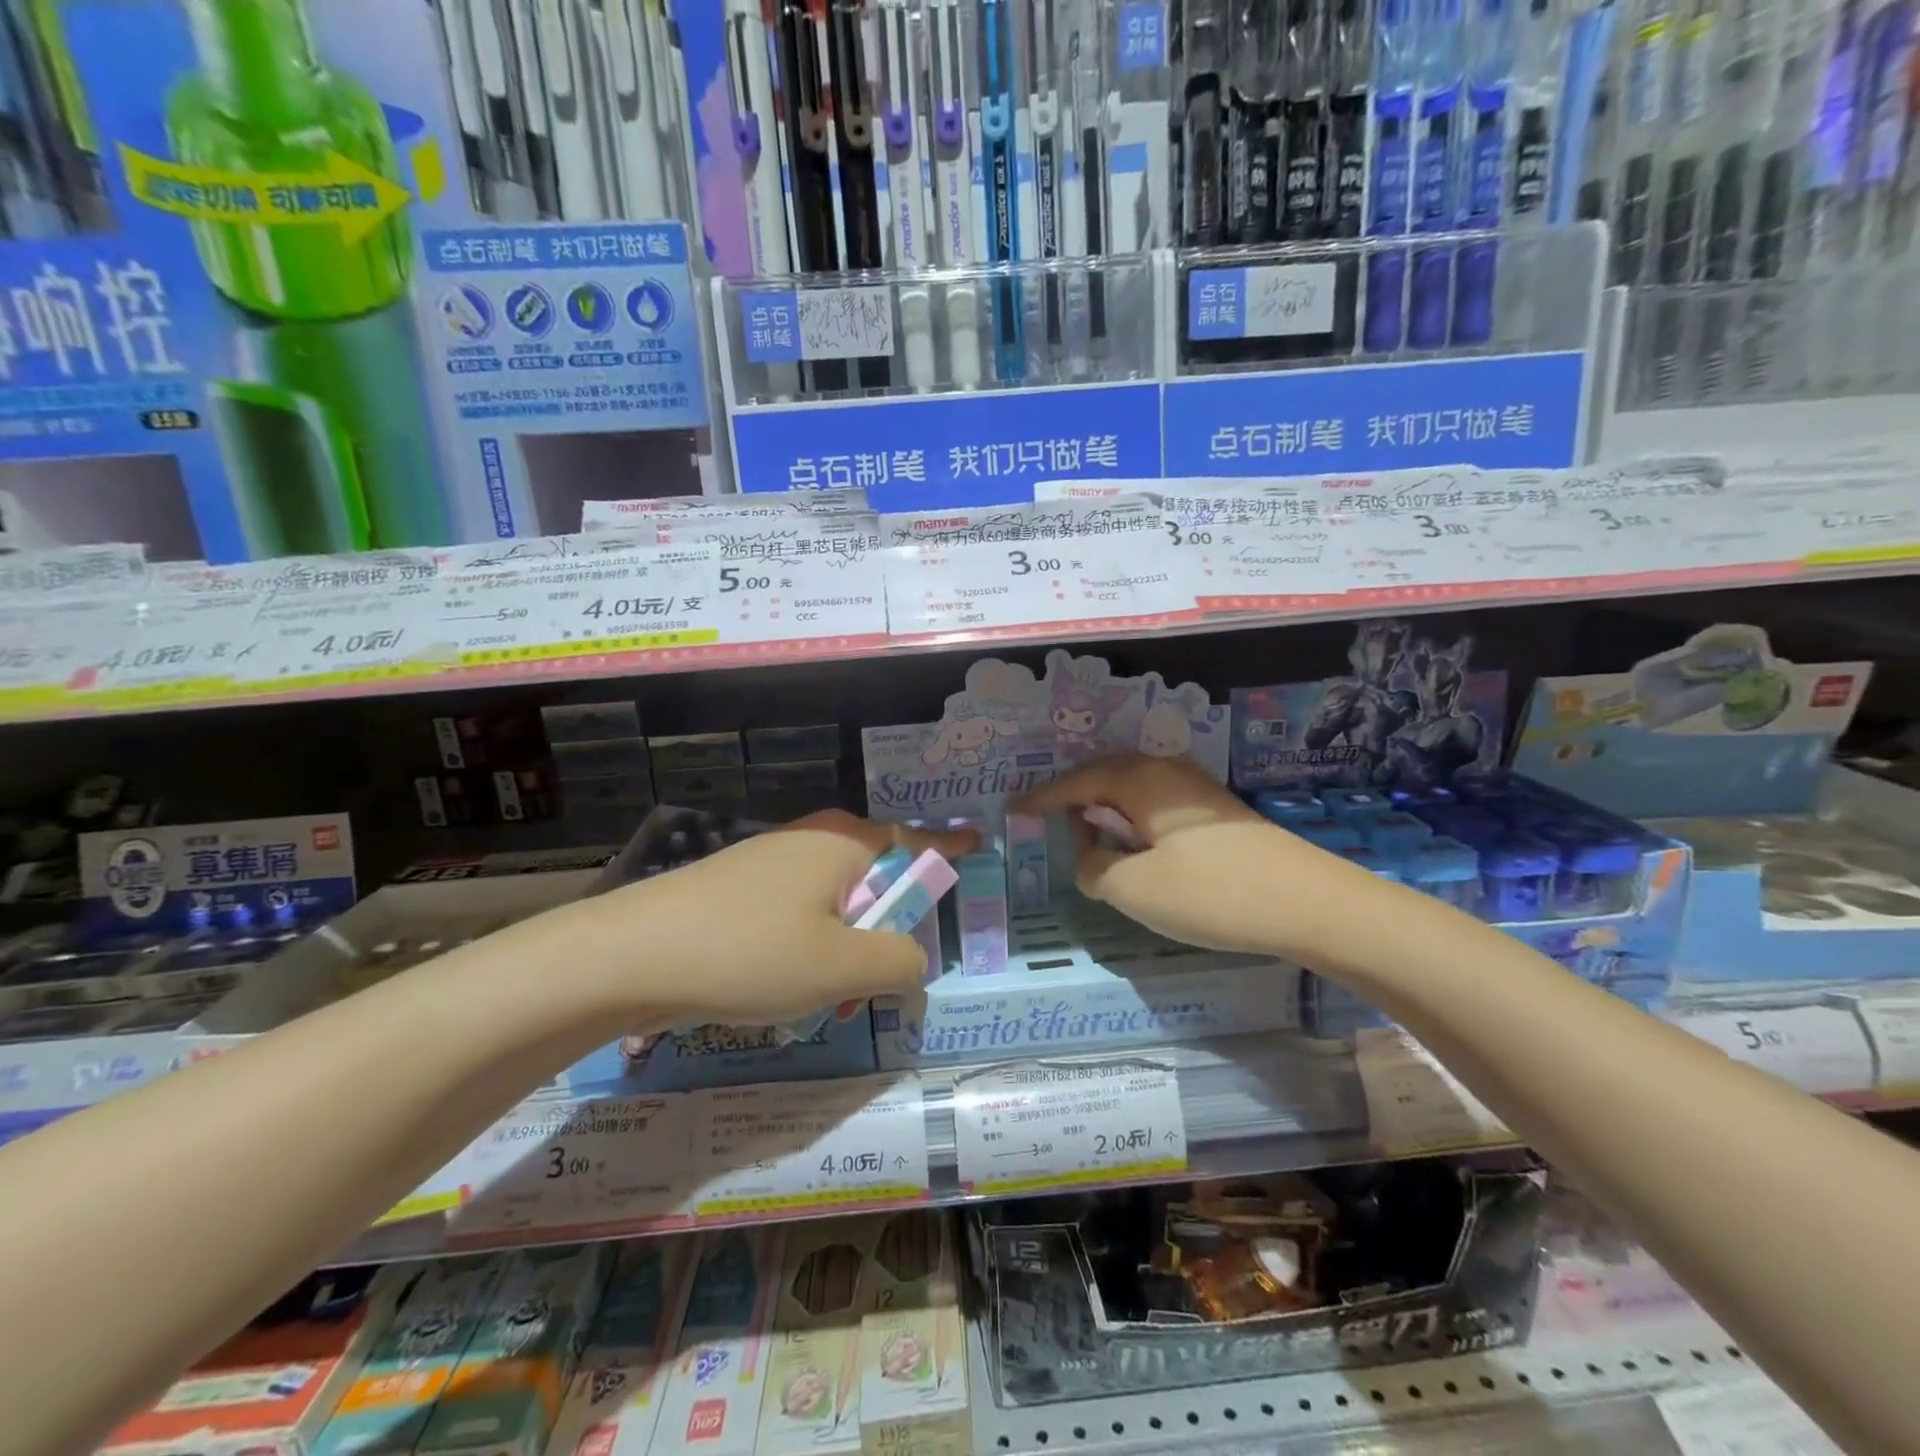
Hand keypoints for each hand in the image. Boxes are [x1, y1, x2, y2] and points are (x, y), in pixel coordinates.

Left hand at [579, 811, 976, 1027]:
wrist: (629, 956)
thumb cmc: (750, 951)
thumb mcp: (841, 966)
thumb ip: (899, 962)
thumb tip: (914, 960)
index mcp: (845, 841)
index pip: (916, 839)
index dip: (950, 848)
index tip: (979, 846)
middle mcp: (811, 841)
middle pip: (875, 878)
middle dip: (886, 931)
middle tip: (879, 982)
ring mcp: (770, 864)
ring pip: (833, 905)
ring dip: (844, 951)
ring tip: (824, 1001)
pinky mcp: (739, 892)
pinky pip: (796, 917)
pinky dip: (806, 951)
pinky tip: (781, 991)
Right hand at [1014, 754, 1332, 956]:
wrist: (1312, 904)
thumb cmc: (1212, 893)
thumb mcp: (1135, 890)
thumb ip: (1094, 870)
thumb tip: (1089, 857)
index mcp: (1140, 781)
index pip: (1076, 783)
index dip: (1042, 799)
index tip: (1013, 810)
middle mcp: (1167, 773)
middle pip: (1105, 776)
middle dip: (1073, 797)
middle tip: (1046, 819)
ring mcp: (1197, 792)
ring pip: (1134, 791)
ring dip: (1105, 810)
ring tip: (1085, 834)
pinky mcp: (1218, 815)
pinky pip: (1156, 806)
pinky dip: (1132, 821)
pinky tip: (1134, 845)